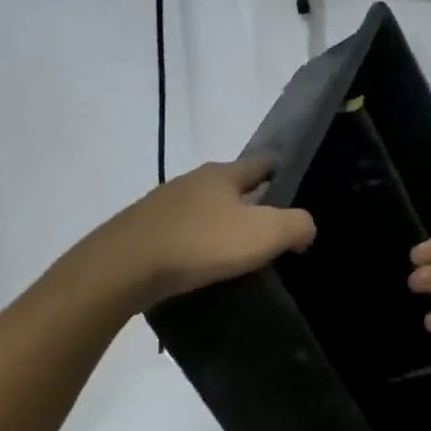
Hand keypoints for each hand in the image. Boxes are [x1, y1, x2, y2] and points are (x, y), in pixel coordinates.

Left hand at [84, 157, 314, 310]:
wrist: (124, 267)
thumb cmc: (201, 242)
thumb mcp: (264, 233)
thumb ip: (296, 225)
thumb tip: (305, 229)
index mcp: (223, 174)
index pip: (261, 163)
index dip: (280, 172)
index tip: (295, 189)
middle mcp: (192, 180)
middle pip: (231, 186)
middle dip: (250, 202)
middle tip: (270, 229)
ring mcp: (164, 205)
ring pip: (204, 210)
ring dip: (220, 225)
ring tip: (236, 252)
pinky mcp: (144, 231)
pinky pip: (181, 233)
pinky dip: (196, 244)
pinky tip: (201, 265)